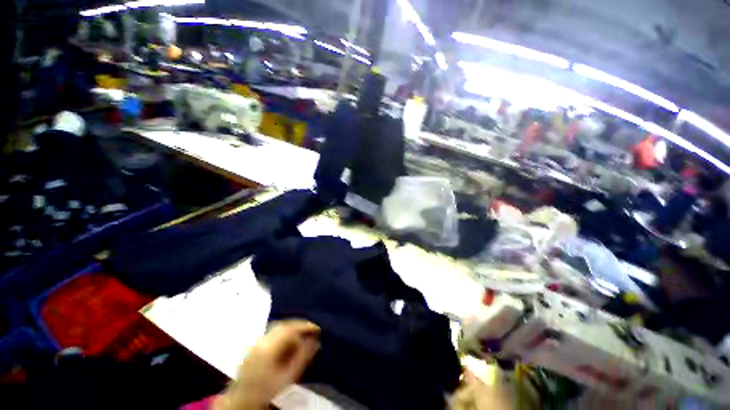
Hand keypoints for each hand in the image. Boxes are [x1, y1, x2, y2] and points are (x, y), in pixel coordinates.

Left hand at [216, 320, 320, 409]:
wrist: (242, 405)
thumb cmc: (267, 393)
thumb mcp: (288, 377)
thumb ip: (303, 357)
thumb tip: (316, 341)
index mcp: (268, 346)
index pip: (290, 328)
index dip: (305, 326)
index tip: (318, 329)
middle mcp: (260, 341)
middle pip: (282, 326)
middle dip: (298, 327)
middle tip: (311, 332)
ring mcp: (254, 345)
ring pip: (276, 330)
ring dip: (290, 331)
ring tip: (302, 338)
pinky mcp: (252, 350)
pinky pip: (271, 336)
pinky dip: (282, 337)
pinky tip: (288, 345)